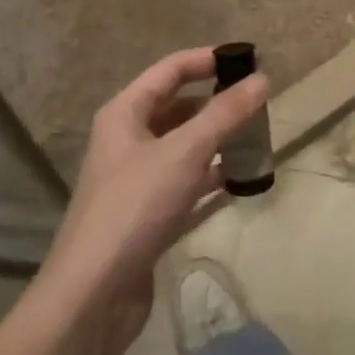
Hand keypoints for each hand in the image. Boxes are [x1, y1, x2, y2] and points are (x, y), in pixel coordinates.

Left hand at [39, 48, 267, 352]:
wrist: (93, 295)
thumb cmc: (135, 207)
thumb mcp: (184, 153)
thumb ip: (224, 114)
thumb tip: (262, 79)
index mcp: (125, 113)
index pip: (170, 70)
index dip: (208, 60)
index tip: (249, 60)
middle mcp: (127, 140)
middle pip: (178, 108)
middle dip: (217, 103)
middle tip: (259, 105)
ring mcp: (137, 179)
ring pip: (184, 147)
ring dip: (218, 142)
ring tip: (258, 141)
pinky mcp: (148, 214)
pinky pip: (186, 184)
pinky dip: (211, 179)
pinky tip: (241, 182)